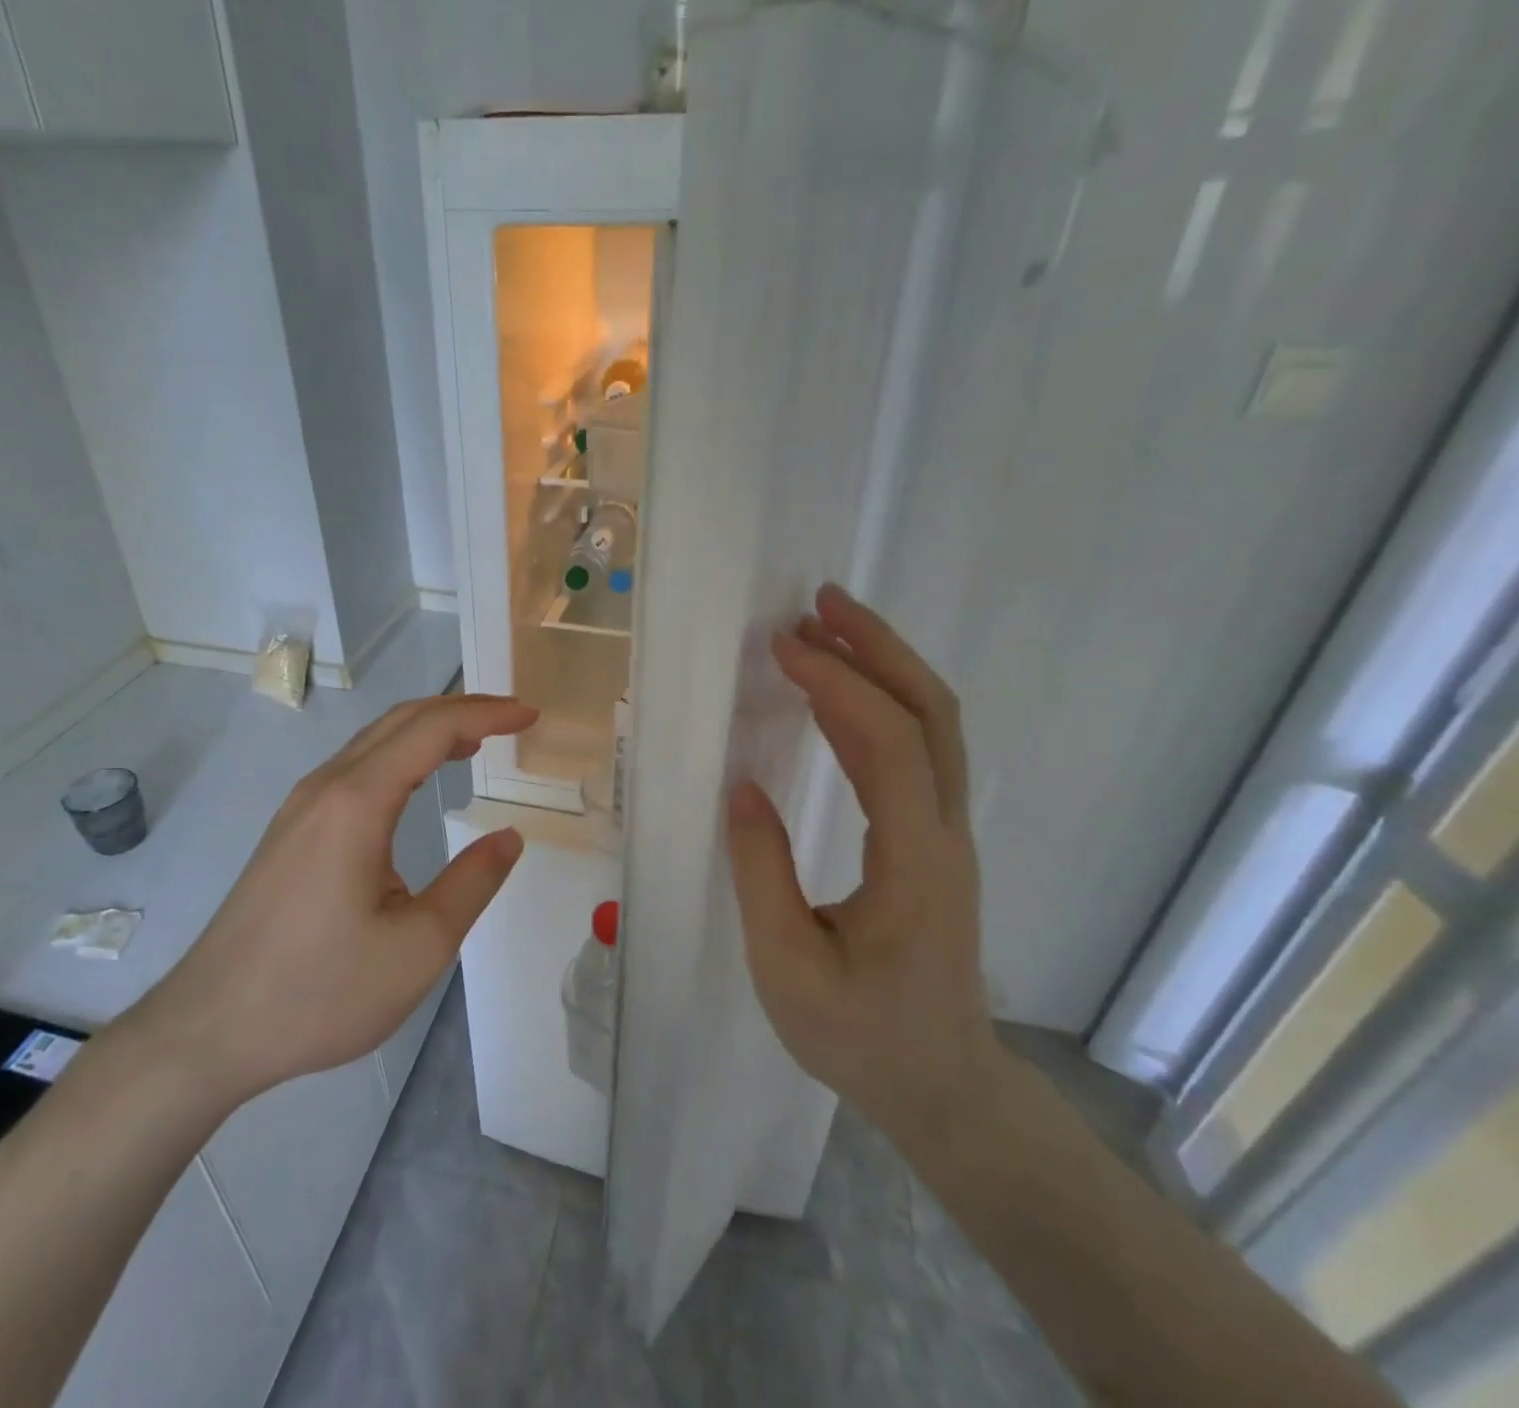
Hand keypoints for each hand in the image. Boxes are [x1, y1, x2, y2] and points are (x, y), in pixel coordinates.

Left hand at [119, 694, 534, 1113]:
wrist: (210, 1029)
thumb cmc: (320, 991)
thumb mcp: (419, 946)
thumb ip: (472, 882)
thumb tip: (509, 837)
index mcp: (358, 802)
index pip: (433, 729)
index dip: (487, 714)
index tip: (530, 716)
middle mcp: (326, 787)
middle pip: (401, 720)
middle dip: (461, 709)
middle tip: (511, 719)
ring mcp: (301, 806)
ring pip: (374, 740)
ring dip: (428, 730)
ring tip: (475, 741)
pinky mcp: (290, 830)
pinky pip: (355, 767)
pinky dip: (399, 755)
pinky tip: (416, 781)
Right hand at [725, 583, 1002, 1141]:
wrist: (943, 1084)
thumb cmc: (861, 1038)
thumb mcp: (788, 968)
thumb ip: (761, 873)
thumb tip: (740, 786)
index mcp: (916, 864)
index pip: (891, 746)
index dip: (839, 685)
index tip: (783, 648)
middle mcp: (946, 834)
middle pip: (933, 714)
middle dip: (878, 648)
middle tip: (818, 604)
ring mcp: (949, 834)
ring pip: (934, 726)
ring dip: (882, 667)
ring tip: (822, 629)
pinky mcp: (936, 839)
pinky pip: (917, 752)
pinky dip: (878, 705)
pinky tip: (836, 694)